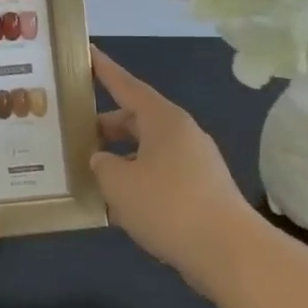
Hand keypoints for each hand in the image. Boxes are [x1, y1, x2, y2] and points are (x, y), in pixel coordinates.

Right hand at [89, 47, 265, 296]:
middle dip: (105, 126)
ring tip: (92, 174)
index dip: (104, 70)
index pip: (126, 85)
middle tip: (75, 133)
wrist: (232, 255)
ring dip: (121, 158)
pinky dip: (138, 180)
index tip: (87, 52)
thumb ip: (101, 165)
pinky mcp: (203, 190)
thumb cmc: (169, 206)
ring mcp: (196, 162)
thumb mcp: (118, 183)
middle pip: (136, 119)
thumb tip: (102, 160)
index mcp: (163, 120)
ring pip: (148, 150)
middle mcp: (182, 134)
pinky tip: (120, 204)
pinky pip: (161, 174)